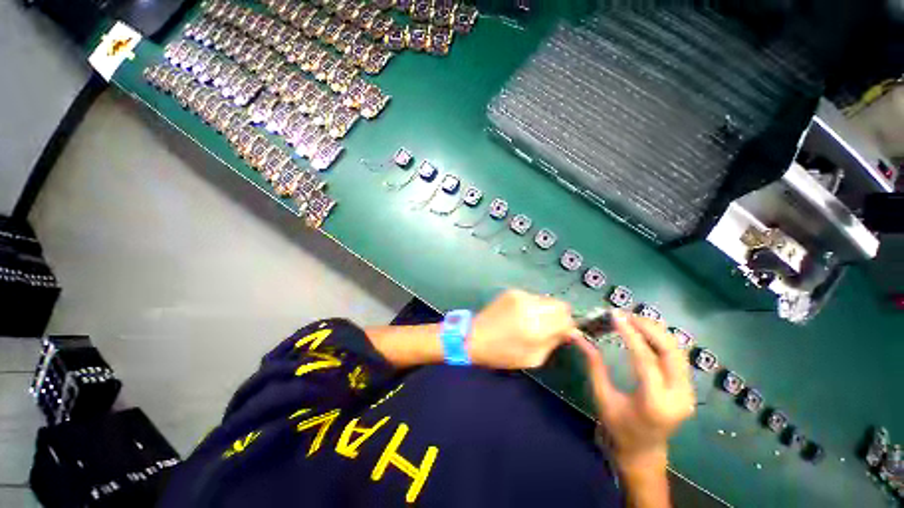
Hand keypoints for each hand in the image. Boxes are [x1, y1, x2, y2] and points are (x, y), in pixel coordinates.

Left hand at [469, 289, 580, 369]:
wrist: (474, 336)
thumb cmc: (502, 353)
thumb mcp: (533, 358)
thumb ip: (554, 342)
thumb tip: (570, 331)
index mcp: (535, 327)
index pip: (567, 319)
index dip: (569, 326)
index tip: (565, 333)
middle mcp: (530, 306)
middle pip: (561, 305)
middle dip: (561, 316)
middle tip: (551, 327)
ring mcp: (520, 295)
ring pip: (548, 299)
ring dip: (547, 310)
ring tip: (534, 321)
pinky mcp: (512, 291)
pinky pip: (533, 297)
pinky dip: (534, 305)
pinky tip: (522, 314)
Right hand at [574, 311, 694, 472]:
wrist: (643, 452)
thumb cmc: (618, 427)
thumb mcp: (602, 397)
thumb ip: (593, 364)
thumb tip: (578, 336)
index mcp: (654, 403)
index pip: (645, 360)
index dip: (630, 334)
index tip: (616, 315)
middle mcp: (679, 396)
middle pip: (670, 352)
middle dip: (648, 328)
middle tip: (626, 315)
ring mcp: (688, 392)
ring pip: (678, 351)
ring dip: (657, 331)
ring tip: (634, 319)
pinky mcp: (688, 389)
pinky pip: (677, 357)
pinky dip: (662, 340)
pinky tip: (646, 332)